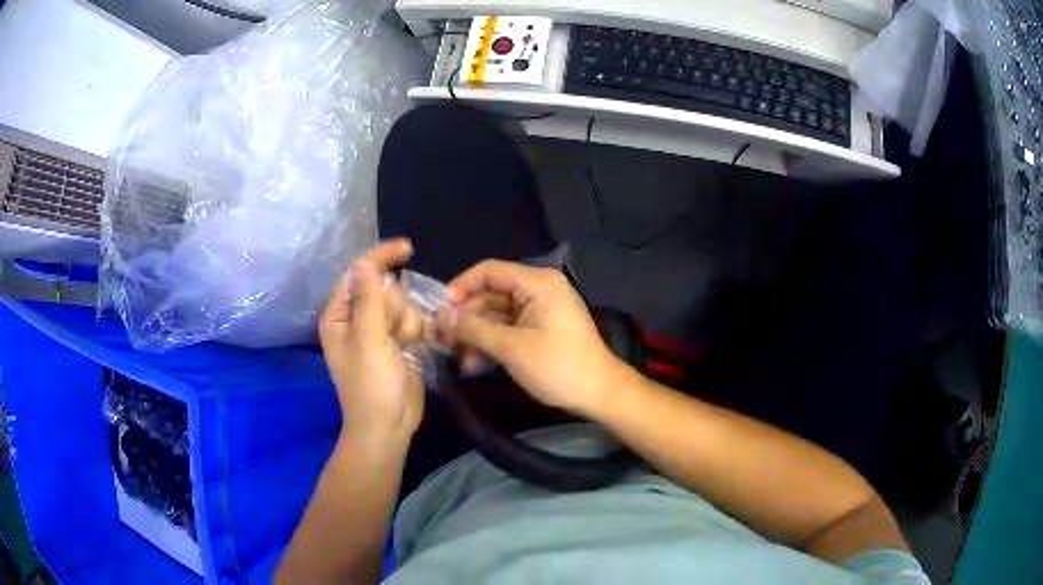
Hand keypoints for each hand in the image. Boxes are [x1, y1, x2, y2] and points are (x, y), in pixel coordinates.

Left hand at [320, 239, 426, 439]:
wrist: (389, 425)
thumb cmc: (371, 385)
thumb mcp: (368, 339)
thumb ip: (369, 298)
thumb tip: (366, 263)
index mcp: (339, 315)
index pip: (358, 273)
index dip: (380, 258)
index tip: (408, 248)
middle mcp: (356, 319)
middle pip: (384, 289)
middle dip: (395, 307)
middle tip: (394, 334)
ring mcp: (378, 332)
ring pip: (403, 305)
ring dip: (408, 322)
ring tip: (404, 346)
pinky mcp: (397, 344)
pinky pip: (412, 321)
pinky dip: (418, 331)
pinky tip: (416, 347)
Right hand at [443, 260, 628, 414]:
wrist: (599, 393)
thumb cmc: (558, 367)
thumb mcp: (511, 348)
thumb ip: (474, 328)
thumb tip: (441, 315)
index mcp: (537, 282)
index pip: (489, 271)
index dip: (460, 288)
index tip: (439, 312)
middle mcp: (538, 289)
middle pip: (490, 294)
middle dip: (467, 319)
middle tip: (443, 342)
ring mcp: (539, 309)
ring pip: (496, 314)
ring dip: (477, 335)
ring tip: (460, 361)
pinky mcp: (540, 328)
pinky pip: (508, 327)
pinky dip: (492, 342)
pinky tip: (475, 364)